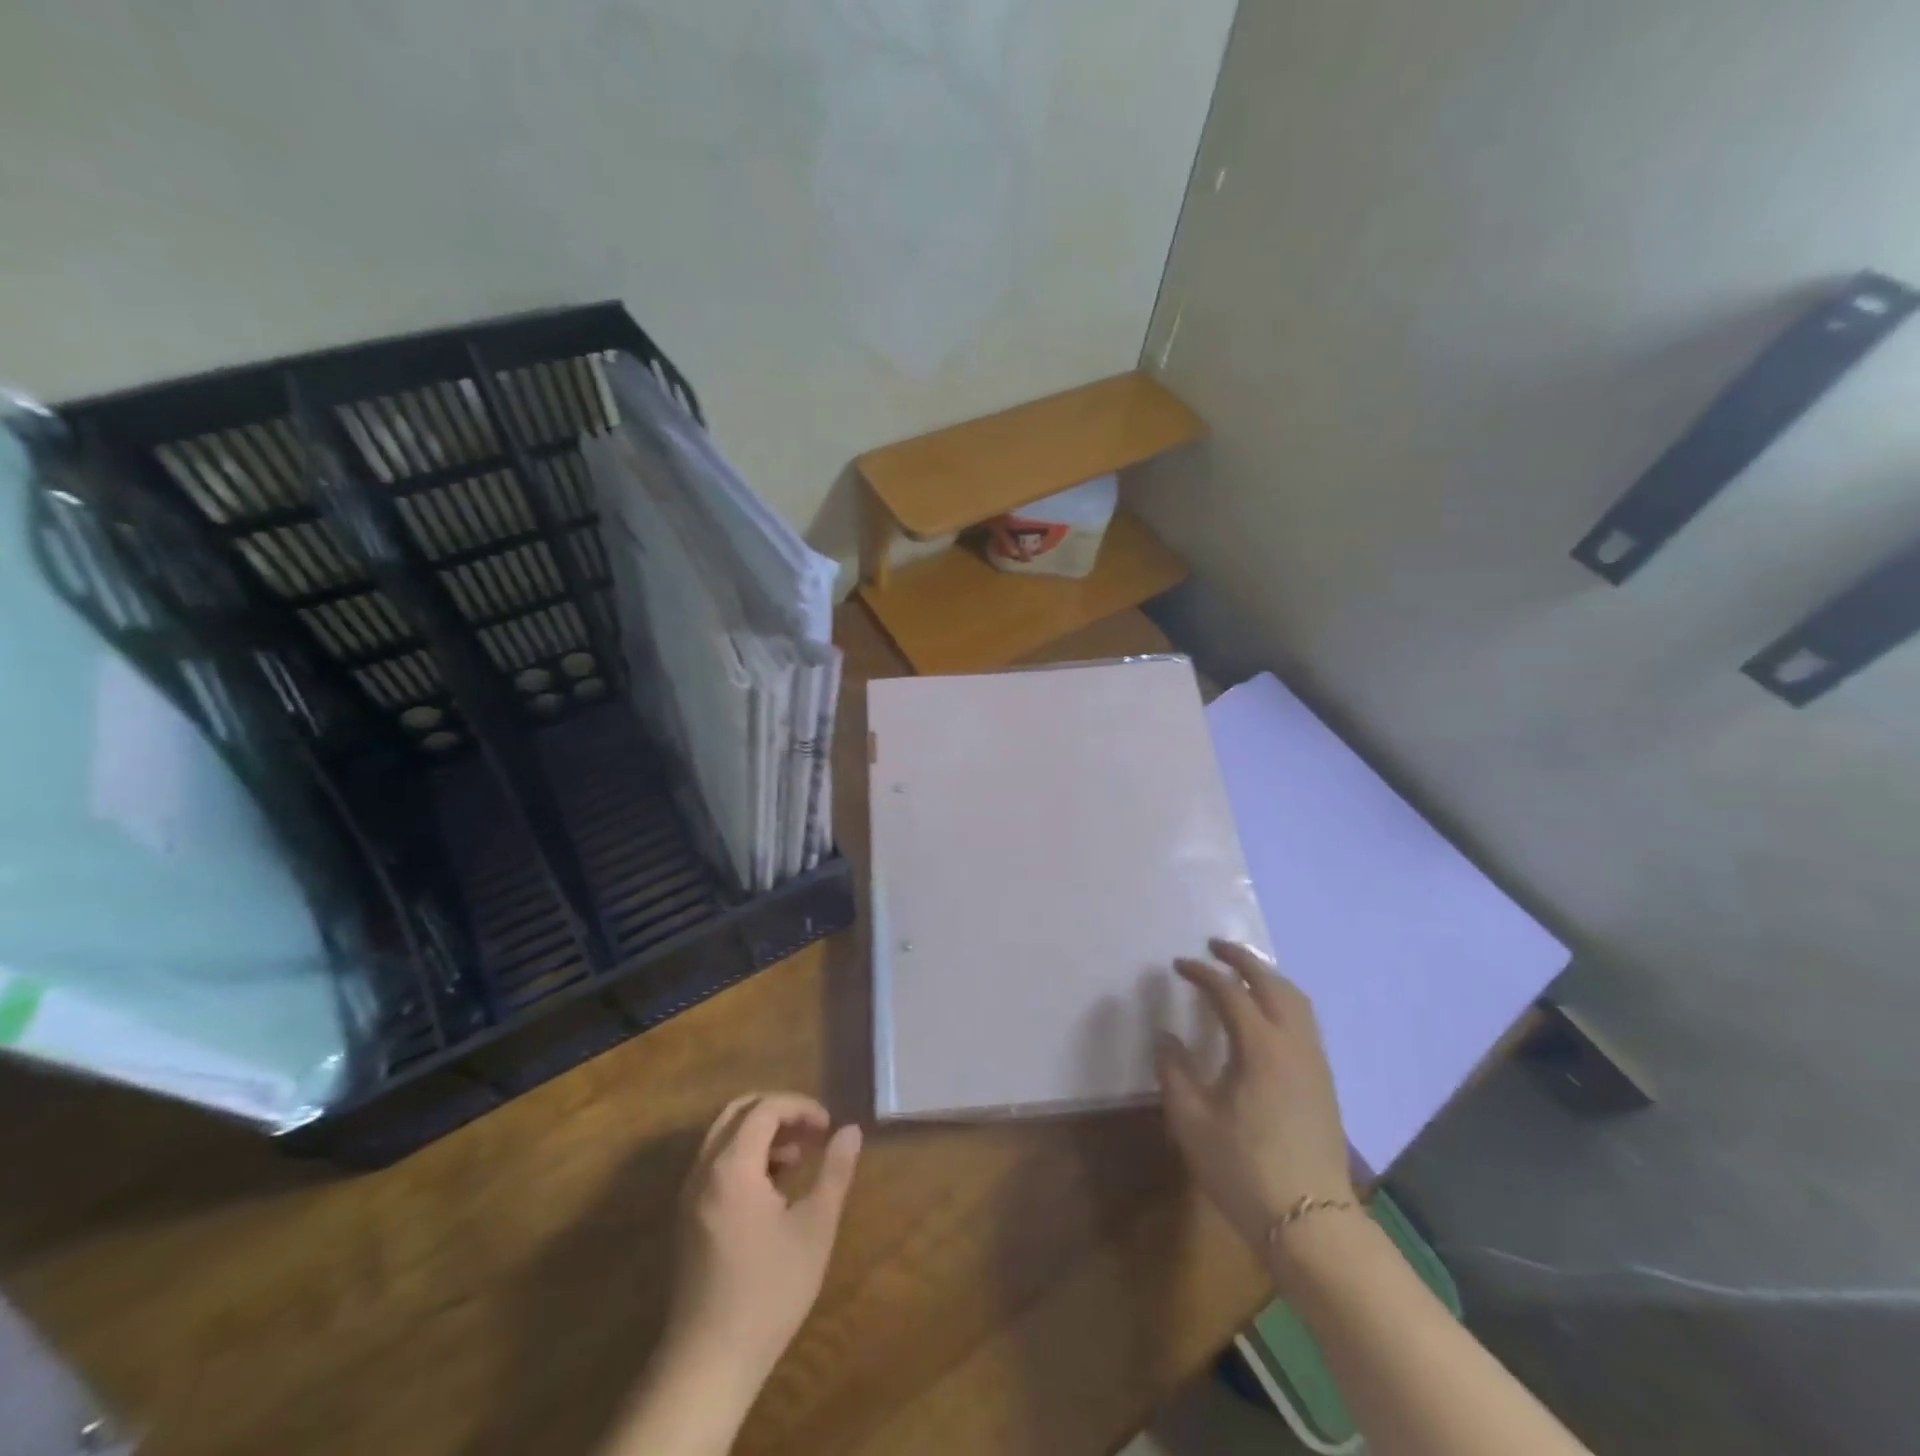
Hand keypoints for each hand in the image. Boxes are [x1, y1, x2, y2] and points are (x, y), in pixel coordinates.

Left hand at [666, 1092, 862, 1389]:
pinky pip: (715, 1164)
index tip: (829, 1127)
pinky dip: (745, 1157)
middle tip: (812, 1132)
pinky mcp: (687, 1219)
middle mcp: (703, 1170)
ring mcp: (690, 1195)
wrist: (709, 1363)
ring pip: (724, 1138)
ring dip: (761, 1135)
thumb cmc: (769, 1290)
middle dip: (778, 1112)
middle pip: (738, 1113)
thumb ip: (834, 1172)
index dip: (800, 1107)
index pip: (765, 1108)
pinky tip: (773, 1189)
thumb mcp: (814, 1228)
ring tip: (798, 1160)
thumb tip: (851, 1131)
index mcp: (732, 1166)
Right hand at [1154, 939, 1353, 1251]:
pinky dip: (1282, 1001)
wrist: (1313, 1224)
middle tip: (1215, 947)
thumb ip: (1174, 1071)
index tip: (1178, 965)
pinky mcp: (1323, 1082)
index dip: (1201, 973)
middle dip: (1243, 959)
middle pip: (1273, 983)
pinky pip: (1304, 1021)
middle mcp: (1294, 1044)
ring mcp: (1314, 1062)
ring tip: (1241, 973)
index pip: (1229, 992)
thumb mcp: (1192, 1121)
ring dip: (1268, 977)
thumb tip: (1166, 1037)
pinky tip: (1265, 1017)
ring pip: (1296, 1001)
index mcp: (1261, 1047)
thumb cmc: (1245, 1170)